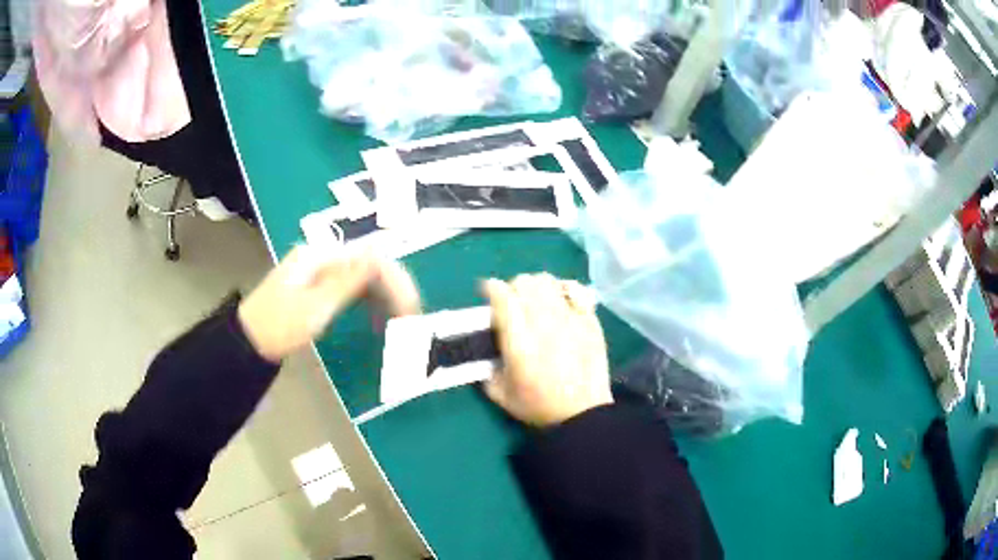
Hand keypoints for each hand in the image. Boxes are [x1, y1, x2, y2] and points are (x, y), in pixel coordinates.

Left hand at [238, 245, 420, 362]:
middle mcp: (324, 257)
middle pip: (371, 265)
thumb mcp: (315, 306)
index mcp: (322, 256)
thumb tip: (380, 252)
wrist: (249, 342)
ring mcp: (321, 271)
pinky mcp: (319, 286)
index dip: (396, 280)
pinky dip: (370, 303)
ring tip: (401, 321)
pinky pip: (353, 288)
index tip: (411, 310)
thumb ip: (349, 280)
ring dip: (385, 296)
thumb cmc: (279, 326)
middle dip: (394, 289)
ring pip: (365, 277)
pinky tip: (380, 319)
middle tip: (412, 319)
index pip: (371, 258)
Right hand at [483, 274, 611, 427]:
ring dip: (536, 287)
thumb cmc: (539, 407)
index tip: (488, 295)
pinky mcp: (589, 320)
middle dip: (513, 288)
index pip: (502, 297)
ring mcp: (570, 318)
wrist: (583, 413)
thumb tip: (484, 350)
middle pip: (524, 283)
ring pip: (548, 281)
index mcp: (519, 342)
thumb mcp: (500, 395)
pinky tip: (560, 301)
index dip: (491, 289)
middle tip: (512, 303)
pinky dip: (563, 289)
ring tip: (536, 301)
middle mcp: (543, 323)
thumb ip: (486, 370)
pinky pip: (575, 289)